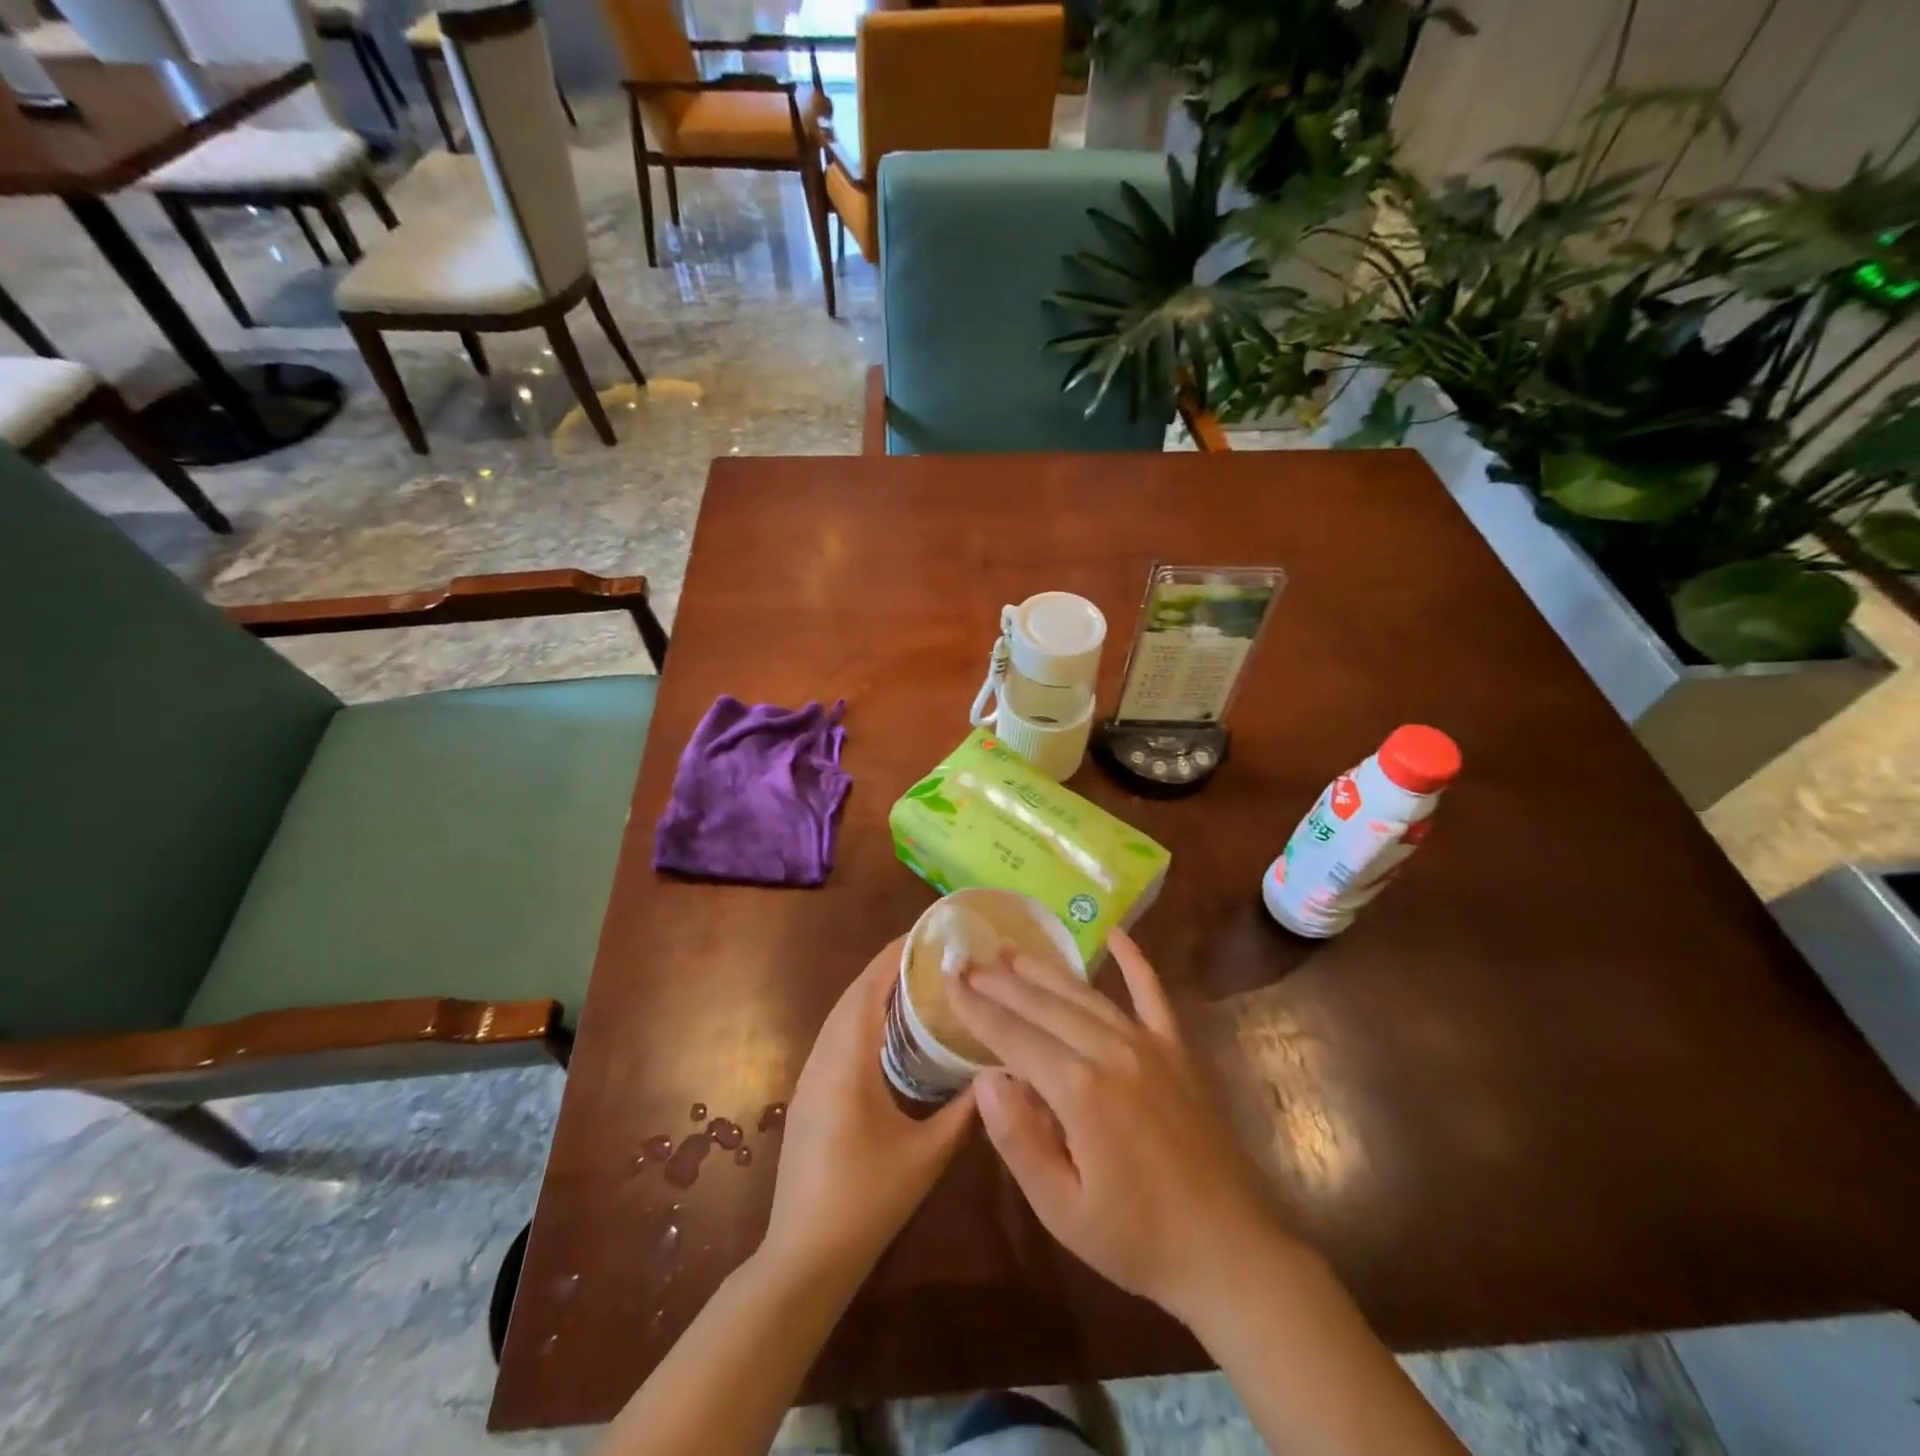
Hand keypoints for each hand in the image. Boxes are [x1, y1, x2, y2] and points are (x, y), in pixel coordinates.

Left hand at [763, 936, 976, 1287]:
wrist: (803, 1258)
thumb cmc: (867, 1203)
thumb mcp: (926, 1157)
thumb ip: (963, 1112)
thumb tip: (998, 1074)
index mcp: (847, 1065)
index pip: (867, 991)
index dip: (892, 958)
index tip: (923, 935)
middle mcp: (821, 1060)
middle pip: (850, 997)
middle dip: (885, 969)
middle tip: (926, 954)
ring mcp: (808, 1079)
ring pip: (839, 1018)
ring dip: (870, 993)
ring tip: (912, 981)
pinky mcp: (806, 1096)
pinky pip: (834, 1039)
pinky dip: (860, 1019)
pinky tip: (885, 1031)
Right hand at [948, 931, 1282, 1322]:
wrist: (1228, 1252)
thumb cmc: (1136, 1239)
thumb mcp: (1061, 1209)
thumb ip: (1019, 1140)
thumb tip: (985, 1080)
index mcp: (1079, 1090)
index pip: (1013, 1036)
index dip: (976, 1007)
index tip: (948, 979)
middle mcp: (1111, 1051)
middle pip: (1044, 1005)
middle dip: (1001, 982)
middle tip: (968, 960)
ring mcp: (1148, 1045)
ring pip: (1084, 994)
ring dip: (1044, 970)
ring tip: (1010, 951)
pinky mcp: (1176, 1050)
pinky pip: (1152, 993)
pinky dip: (1134, 961)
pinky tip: (1115, 933)